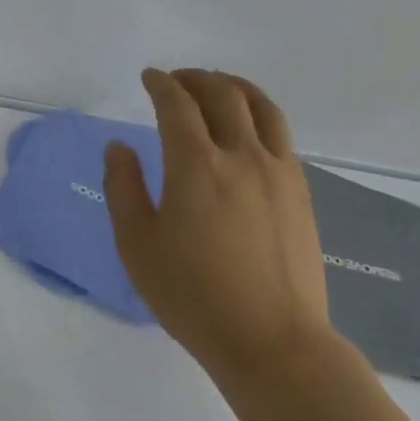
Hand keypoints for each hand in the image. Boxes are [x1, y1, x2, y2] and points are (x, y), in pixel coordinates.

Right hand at [104, 68, 337, 389]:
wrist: (274, 343)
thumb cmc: (194, 296)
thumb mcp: (137, 245)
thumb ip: (123, 188)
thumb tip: (119, 147)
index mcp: (195, 165)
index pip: (177, 104)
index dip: (160, 83)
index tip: (149, 77)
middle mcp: (240, 156)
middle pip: (221, 94)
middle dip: (195, 78)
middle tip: (177, 80)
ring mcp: (278, 172)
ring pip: (261, 107)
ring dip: (234, 86)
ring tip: (218, 86)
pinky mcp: (300, 192)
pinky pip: (281, 134)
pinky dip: (260, 114)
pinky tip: (249, 128)